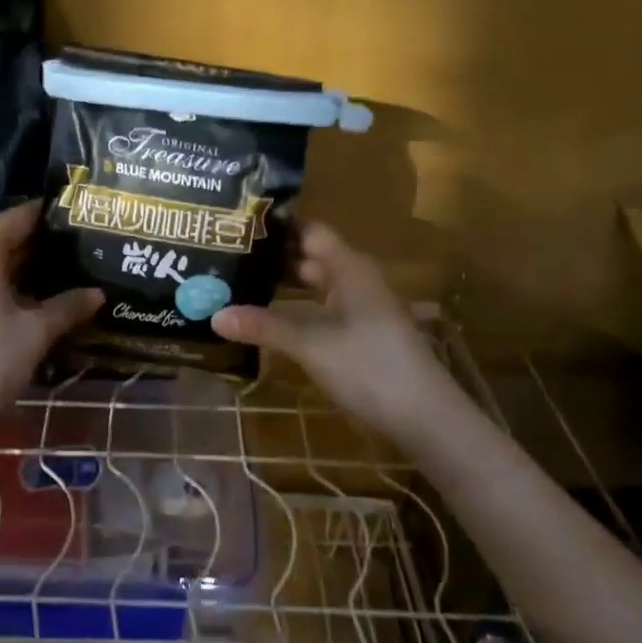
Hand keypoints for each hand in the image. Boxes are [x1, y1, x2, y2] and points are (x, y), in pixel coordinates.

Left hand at [0, 201, 102, 448]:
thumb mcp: (36, 333)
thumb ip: (68, 305)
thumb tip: (99, 293)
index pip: (20, 216)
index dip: (51, 217)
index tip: (80, 221)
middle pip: (1, 235)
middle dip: (37, 243)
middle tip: (76, 249)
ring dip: (18, 264)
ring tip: (59, 272)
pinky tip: (26, 296)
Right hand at [212, 223, 465, 447]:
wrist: (426, 418)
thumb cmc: (371, 368)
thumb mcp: (312, 345)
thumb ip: (264, 327)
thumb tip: (214, 314)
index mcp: (350, 268)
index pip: (309, 231)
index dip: (277, 226)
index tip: (238, 224)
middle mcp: (356, 280)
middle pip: (310, 257)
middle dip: (272, 257)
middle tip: (227, 256)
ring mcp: (361, 308)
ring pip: (316, 286)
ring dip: (283, 284)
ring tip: (239, 283)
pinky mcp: (361, 334)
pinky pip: (322, 309)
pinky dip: (296, 308)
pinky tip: (270, 318)